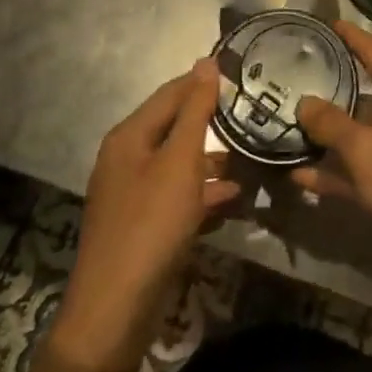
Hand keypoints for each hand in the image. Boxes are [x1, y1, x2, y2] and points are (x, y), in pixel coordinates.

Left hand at [51, 60, 241, 371]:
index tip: (243, 71)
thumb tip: (206, 62)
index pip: (171, 93)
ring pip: (180, 163)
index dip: (204, 80)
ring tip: (253, 155)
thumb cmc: (150, 224)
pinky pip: (179, 196)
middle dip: (213, 121)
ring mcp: (134, 194)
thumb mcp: (180, 162)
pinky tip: (235, 198)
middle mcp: (127, 158)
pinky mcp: (144, 225)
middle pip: (175, 127)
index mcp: (130, 136)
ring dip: (214, 160)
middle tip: (255, 113)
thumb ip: (195, 111)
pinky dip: (204, 193)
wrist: (116, 309)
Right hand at [293, 23, 371, 303]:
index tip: (325, 25)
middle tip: (291, 81)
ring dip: (328, 138)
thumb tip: (306, 101)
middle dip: (330, 90)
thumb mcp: (368, 150)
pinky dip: (337, 174)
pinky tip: (300, 178)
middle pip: (365, 94)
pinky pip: (364, 172)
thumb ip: (333, 124)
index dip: (352, 38)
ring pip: (361, 137)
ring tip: (285, 129)